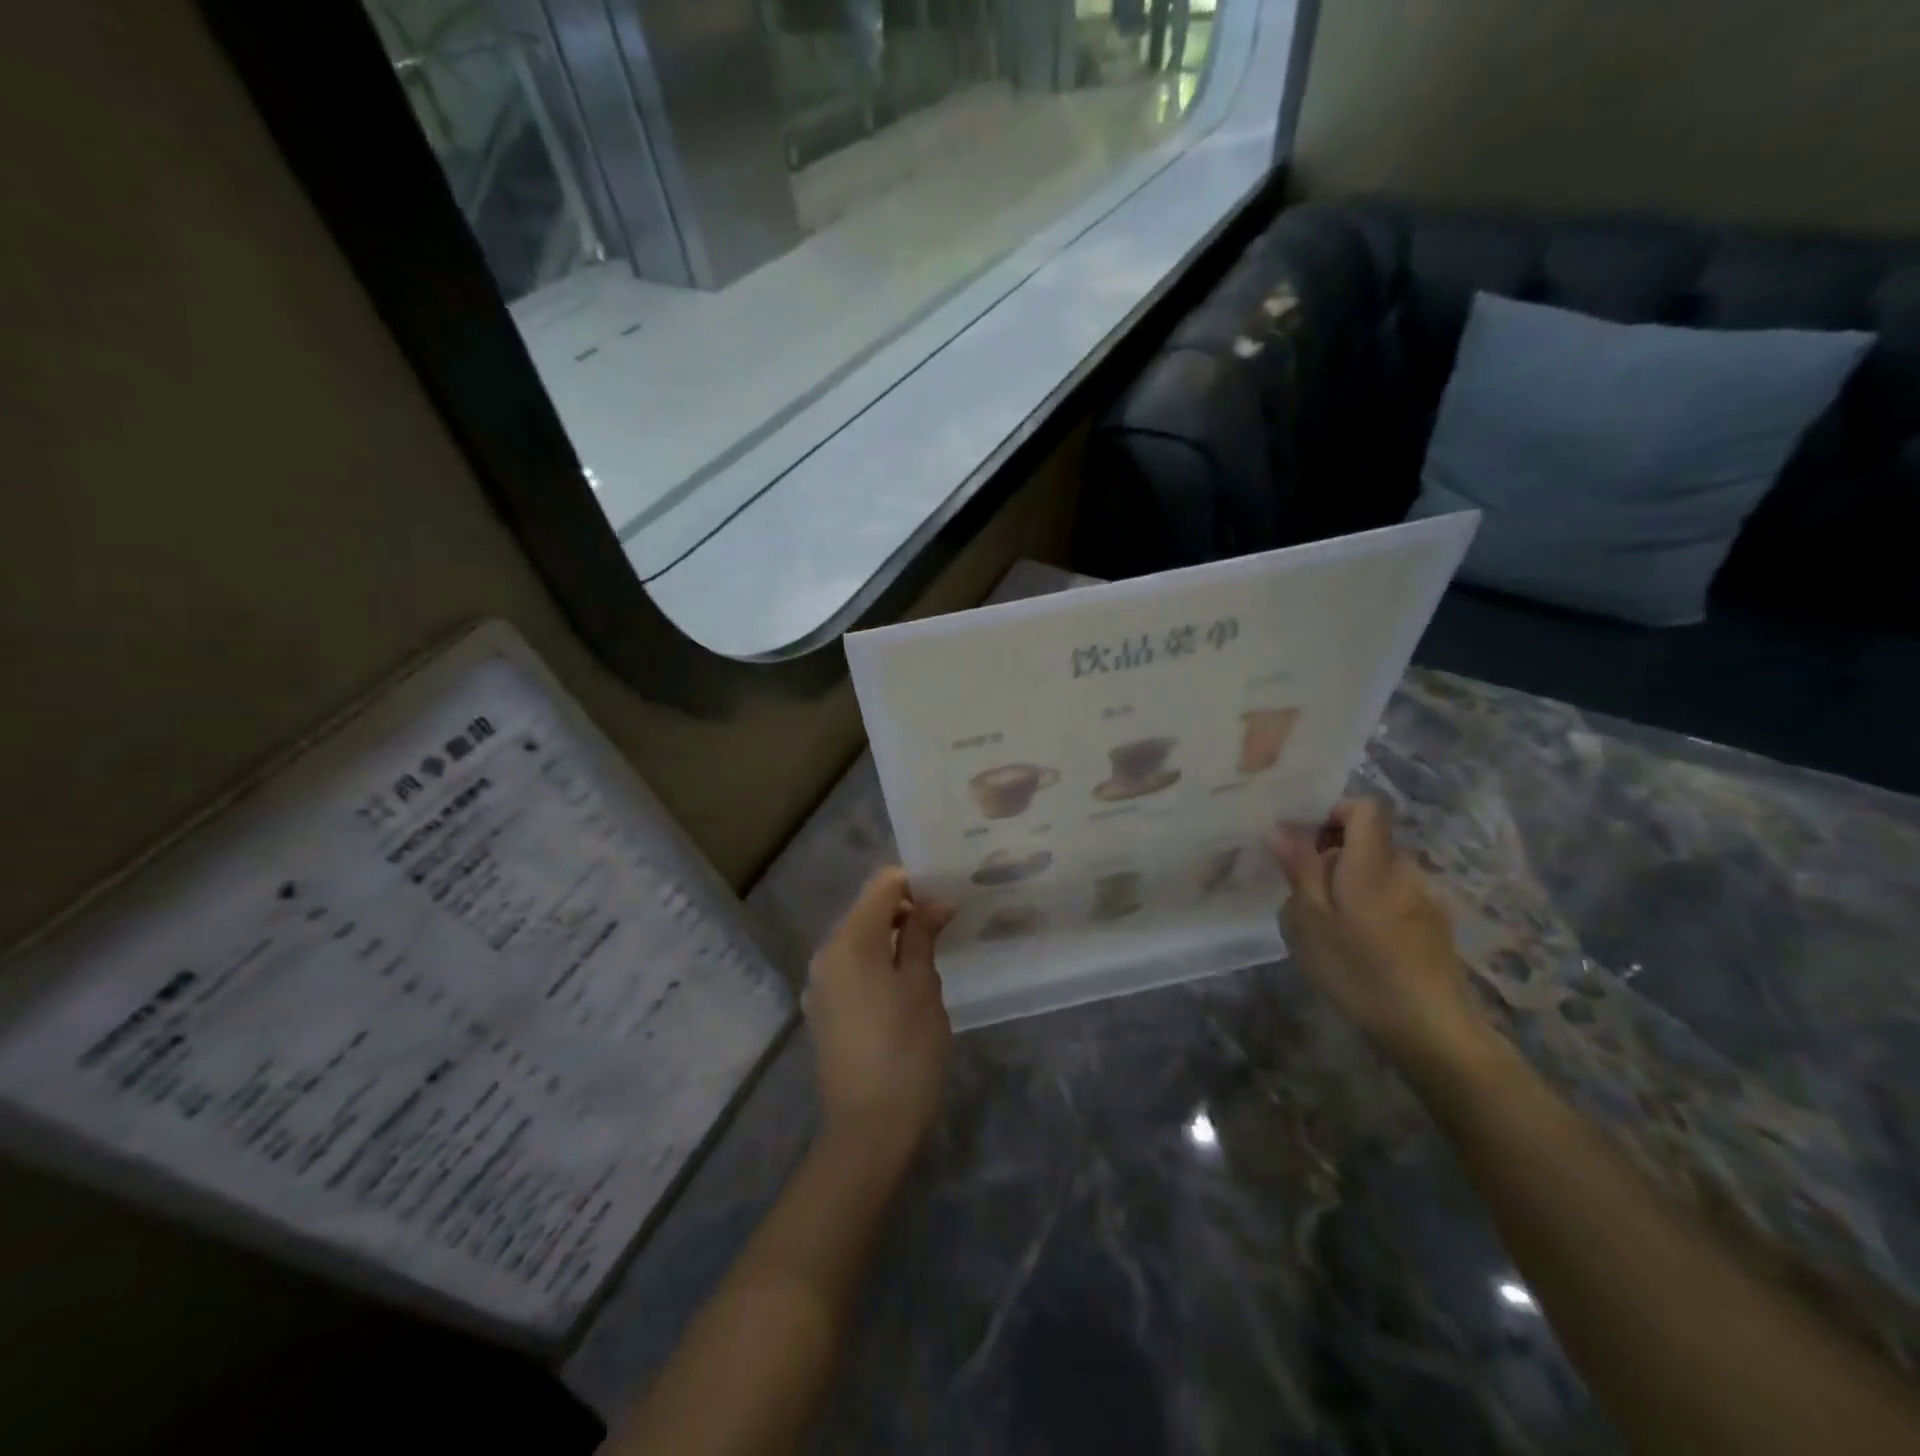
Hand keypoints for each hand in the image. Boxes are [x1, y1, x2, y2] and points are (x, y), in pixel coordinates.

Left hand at [806, 868, 954, 1160]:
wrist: (869, 1128)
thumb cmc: (906, 1050)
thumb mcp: (923, 986)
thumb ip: (924, 935)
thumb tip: (936, 901)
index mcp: (850, 941)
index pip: (882, 885)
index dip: (915, 882)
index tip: (947, 896)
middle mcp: (826, 953)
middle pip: (867, 910)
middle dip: (906, 908)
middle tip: (946, 923)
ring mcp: (821, 983)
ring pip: (859, 939)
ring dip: (892, 936)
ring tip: (930, 951)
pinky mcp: (824, 1009)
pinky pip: (852, 967)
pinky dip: (877, 961)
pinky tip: (904, 982)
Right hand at [1268, 798, 1489, 1074]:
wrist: (1432, 1029)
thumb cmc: (1361, 971)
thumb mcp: (1311, 922)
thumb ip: (1300, 870)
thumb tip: (1281, 830)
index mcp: (1373, 863)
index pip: (1365, 806)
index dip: (1335, 813)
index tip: (1310, 844)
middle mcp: (1404, 870)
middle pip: (1369, 840)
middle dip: (1335, 856)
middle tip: (1307, 896)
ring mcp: (1424, 897)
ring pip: (1379, 871)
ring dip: (1351, 885)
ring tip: (1331, 927)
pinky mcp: (1434, 924)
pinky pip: (1394, 896)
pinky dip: (1372, 907)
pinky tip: (1361, 947)